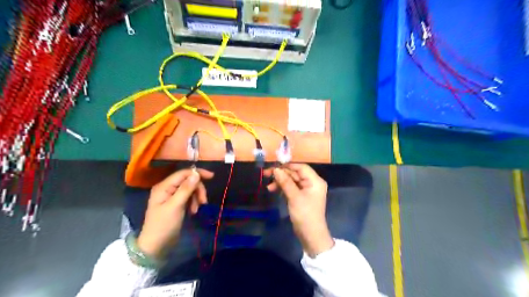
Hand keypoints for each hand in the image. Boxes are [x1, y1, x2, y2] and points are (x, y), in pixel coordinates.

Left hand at [135, 168, 214, 260]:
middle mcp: (167, 188)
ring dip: (196, 197)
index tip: (212, 177)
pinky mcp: (176, 204)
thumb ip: (186, 189)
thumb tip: (196, 174)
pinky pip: (188, 197)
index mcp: (164, 186)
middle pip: (188, 181)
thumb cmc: (164, 225)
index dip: (198, 173)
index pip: (183, 173)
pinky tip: (193, 211)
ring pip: (190, 189)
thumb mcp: (176, 206)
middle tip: (203, 202)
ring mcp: (171, 196)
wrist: (156, 247)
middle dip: (198, 189)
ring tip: (196, 210)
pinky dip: (193, 202)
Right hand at [265, 163, 334, 255]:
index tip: (274, 167)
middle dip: (281, 174)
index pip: (301, 167)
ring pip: (291, 181)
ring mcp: (306, 190)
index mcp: (315, 181)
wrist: (310, 235)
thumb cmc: (305, 214)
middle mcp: (312, 183)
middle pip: (295, 173)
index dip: (287, 166)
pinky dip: (283, 188)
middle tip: (266, 174)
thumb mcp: (294, 197)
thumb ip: (285, 182)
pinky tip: (273, 190)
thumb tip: (276, 169)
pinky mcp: (301, 196)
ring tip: (269, 187)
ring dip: (280, 182)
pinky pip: (291, 188)